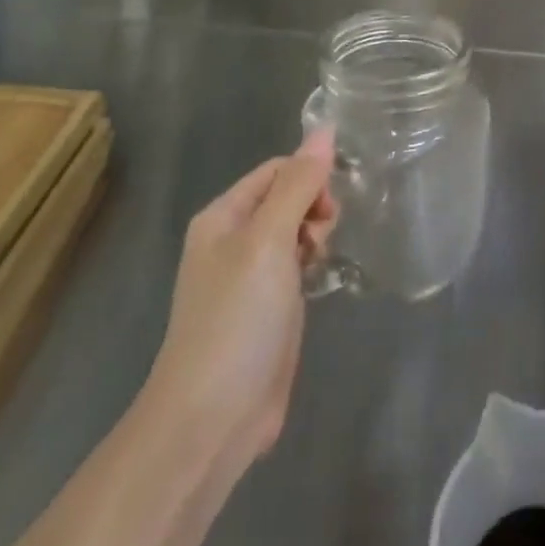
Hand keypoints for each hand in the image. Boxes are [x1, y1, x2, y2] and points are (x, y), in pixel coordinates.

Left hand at [139, 130, 338, 466]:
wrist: (212, 417)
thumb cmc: (237, 319)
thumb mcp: (269, 241)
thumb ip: (298, 184)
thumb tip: (325, 128)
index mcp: (222, 217)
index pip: (277, 170)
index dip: (309, 177)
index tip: (332, 206)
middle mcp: (233, 240)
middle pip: (287, 197)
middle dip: (315, 206)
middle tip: (324, 238)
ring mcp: (250, 276)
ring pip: (296, 231)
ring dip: (317, 235)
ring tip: (322, 262)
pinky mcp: (268, 308)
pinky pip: (297, 265)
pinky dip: (314, 263)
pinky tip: (323, 279)